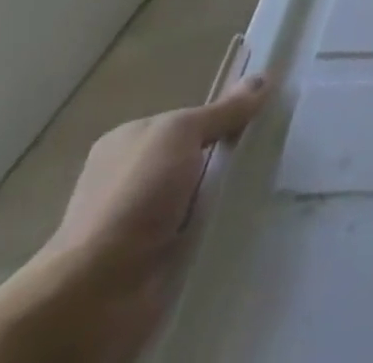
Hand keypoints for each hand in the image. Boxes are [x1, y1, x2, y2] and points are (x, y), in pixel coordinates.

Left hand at [36, 76, 270, 359]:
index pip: (188, 119)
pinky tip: (252, 216)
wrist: (96, 293)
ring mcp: (144, 222)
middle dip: (231, 155)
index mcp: (129, 142)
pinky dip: (223, 225)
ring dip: (230, 193)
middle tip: (276, 147)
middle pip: (198, 156)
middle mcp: (134, 178)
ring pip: (203, 195)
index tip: (262, 115)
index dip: (223, 115)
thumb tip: (262, 79)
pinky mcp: (158, 258)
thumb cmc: (133, 196)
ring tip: (276, 181)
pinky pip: (202, 230)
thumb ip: (223, 110)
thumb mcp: (181, 133)